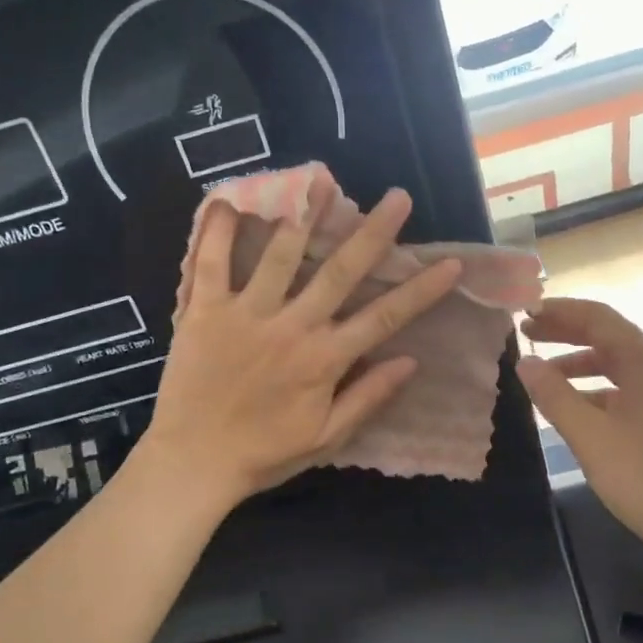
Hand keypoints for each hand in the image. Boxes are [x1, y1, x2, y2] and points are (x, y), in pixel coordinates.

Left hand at [142, 189, 461, 508]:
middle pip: (339, 272)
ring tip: (320, 179)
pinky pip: (210, 265)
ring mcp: (246, 314)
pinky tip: (231, 200)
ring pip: (280, 256)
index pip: (384, 317)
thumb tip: (411, 362)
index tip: (451, 263)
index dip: (422, 290)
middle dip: (373, 234)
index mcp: (324, 359)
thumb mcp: (325, 437)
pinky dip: (218, 233)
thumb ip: (367, 397)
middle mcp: (291, 327)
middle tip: (398, 198)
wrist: (191, 462)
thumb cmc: (263, 454)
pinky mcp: (204, 312)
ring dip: (304, 216)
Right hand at [517, 298, 642, 565]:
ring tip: (540, 373)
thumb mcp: (589, 436)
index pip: (598, 318)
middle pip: (607, 335)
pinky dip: (593, 388)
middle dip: (565, 332)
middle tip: (525, 335)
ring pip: (614, 363)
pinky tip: (570, 406)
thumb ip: (554, 395)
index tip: (523, 313)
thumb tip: (524, 363)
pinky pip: (623, 386)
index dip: (559, 312)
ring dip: (577, 362)